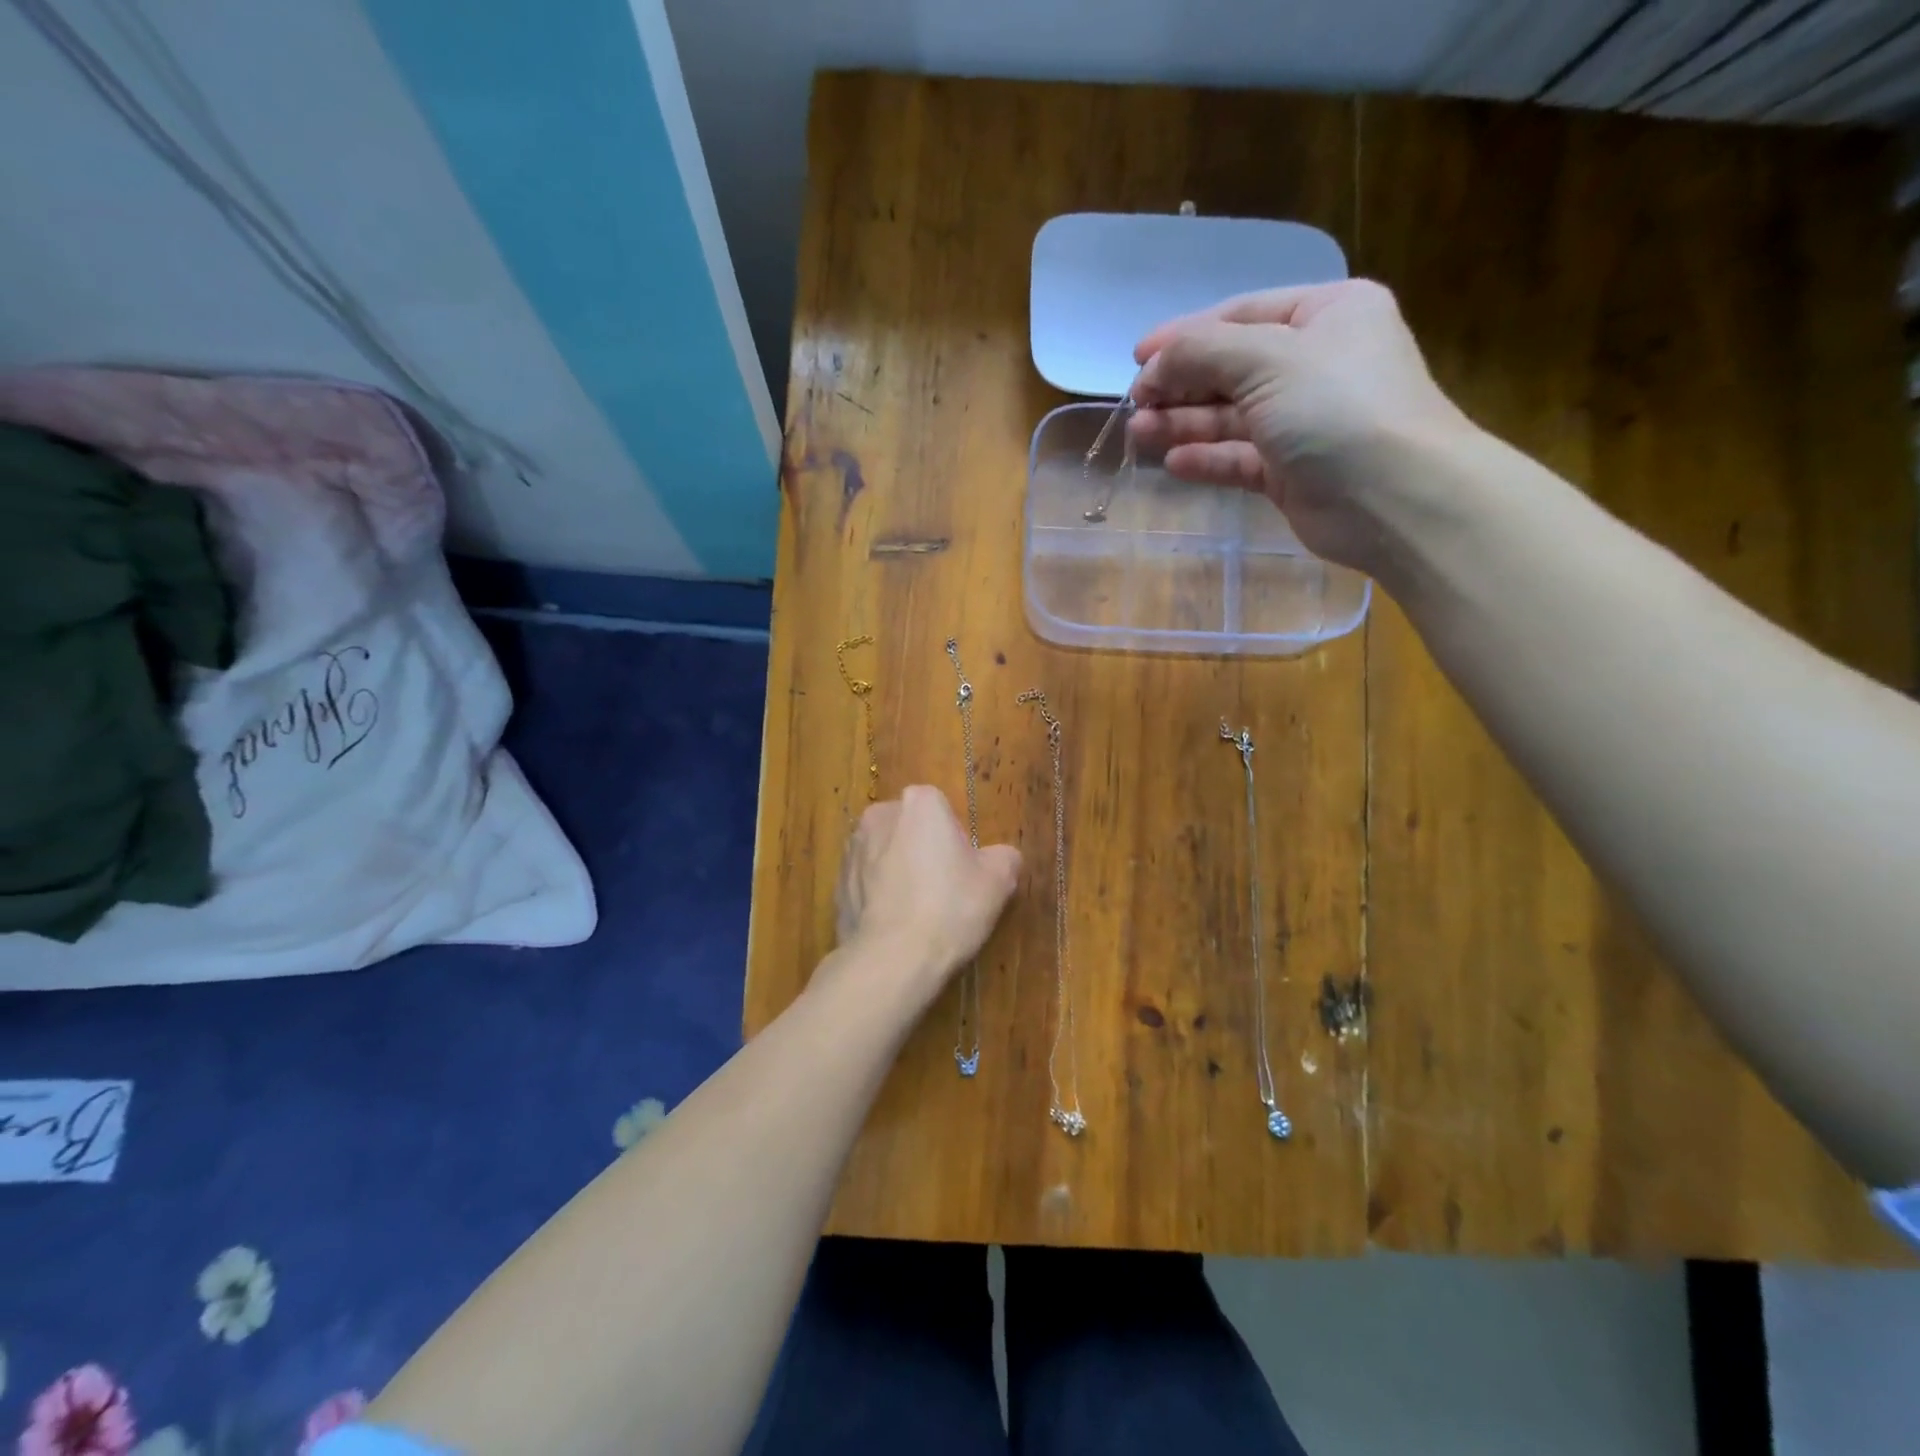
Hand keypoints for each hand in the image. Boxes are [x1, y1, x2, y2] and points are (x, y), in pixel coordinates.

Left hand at [834, 786, 1020, 993]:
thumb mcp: (998, 882)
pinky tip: (894, 927)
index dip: (956, 839)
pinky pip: (866, 883)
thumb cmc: (950, 908)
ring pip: (885, 854)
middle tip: (944, 890)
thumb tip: (1002, 857)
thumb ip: (1004, 857)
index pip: (943, 809)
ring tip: (917, 912)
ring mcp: (852, 850)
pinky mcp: (836, 884)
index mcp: (919, 803)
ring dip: (898, 872)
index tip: (963, 870)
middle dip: (923, 850)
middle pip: (910, 828)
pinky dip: (878, 896)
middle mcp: (879, 815)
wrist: (891, 959)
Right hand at [1128, 280, 1473, 571]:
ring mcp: (1303, 421)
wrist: (1394, 498)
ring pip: (1230, 416)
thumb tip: (1154, 361)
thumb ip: (1204, 352)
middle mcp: (1316, 363)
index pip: (1241, 315)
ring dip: (1184, 422)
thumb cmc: (1337, 408)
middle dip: (1180, 384)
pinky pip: (1239, 458)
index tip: (1136, 358)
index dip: (1185, 335)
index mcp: (1326, 315)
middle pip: (1231, 367)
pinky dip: (1207, 458)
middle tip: (1135, 403)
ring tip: (1139, 432)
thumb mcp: (1268, 360)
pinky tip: (1173, 463)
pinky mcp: (1291, 471)